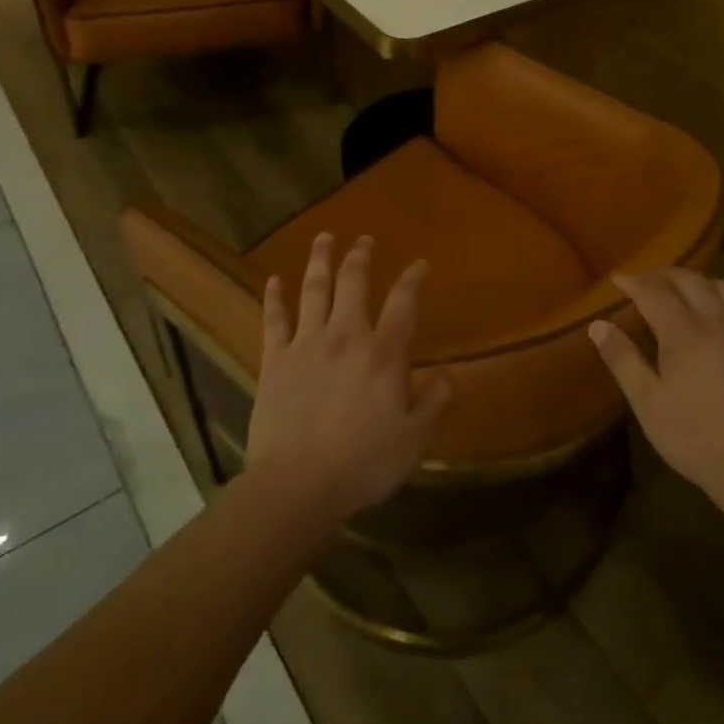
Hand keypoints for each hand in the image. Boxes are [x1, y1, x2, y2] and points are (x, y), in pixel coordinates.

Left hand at [247, 233, 452, 525]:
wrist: (296, 486)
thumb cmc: (362, 464)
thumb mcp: (414, 439)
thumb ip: (435, 402)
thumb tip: (449, 373)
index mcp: (383, 354)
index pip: (404, 303)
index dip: (413, 278)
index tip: (420, 264)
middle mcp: (346, 336)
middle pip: (353, 283)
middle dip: (360, 256)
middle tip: (363, 239)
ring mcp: (306, 344)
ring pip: (313, 290)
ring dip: (320, 260)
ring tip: (324, 238)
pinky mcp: (274, 361)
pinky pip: (274, 320)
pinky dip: (274, 297)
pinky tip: (273, 280)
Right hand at [590, 270, 723, 513]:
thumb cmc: (693, 437)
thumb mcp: (647, 403)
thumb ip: (622, 359)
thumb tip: (597, 325)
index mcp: (685, 333)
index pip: (654, 292)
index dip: (634, 283)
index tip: (617, 279)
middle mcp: (717, 323)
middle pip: (690, 281)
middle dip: (663, 275)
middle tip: (643, 282)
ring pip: (721, 288)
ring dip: (695, 282)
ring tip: (679, 293)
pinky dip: (719, 300)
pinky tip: (712, 320)